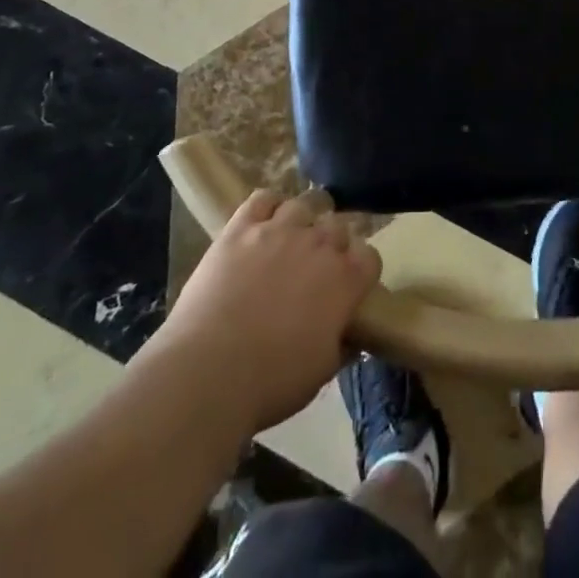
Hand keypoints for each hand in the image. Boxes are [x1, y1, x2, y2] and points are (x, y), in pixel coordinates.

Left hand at [156, 190, 381, 431]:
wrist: (209, 370)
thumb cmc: (271, 381)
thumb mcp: (321, 371)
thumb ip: (340, 342)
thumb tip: (348, 333)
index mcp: (344, 280)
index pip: (369, 256)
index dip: (360, 269)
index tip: (349, 285)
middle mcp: (318, 244)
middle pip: (337, 225)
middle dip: (332, 242)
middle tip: (316, 267)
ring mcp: (279, 230)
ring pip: (303, 204)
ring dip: (303, 219)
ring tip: (291, 237)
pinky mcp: (241, 227)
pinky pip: (262, 198)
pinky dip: (268, 205)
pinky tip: (263, 222)